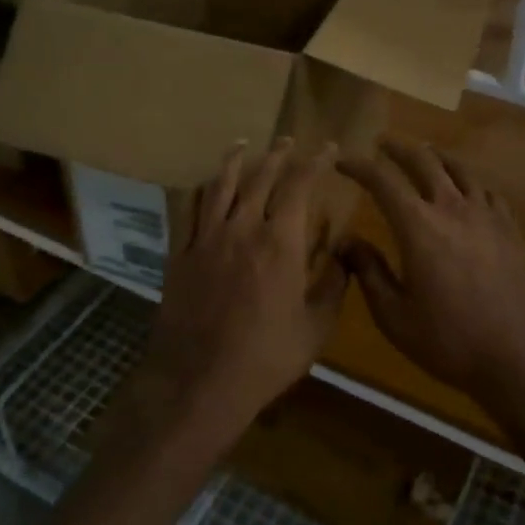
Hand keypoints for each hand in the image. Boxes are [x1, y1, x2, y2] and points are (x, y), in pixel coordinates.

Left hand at [133, 139, 348, 454]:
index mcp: (281, 243)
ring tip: (243, 145)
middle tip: (288, 142)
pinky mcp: (180, 255)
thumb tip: (344, 254)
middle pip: (260, 178)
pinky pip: (188, 211)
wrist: (200, 382)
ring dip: (234, 161)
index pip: (300, 186)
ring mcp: (206, 240)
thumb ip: (334, 285)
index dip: (316, 162)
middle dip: (278, 155)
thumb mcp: (316, 327)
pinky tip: (204, 186)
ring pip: (220, 186)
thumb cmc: (267, 358)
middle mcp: (243, 229)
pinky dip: (200, 191)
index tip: (329, 148)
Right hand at [338, 139, 524, 432]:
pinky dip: (468, 180)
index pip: (383, 181)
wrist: (519, 359)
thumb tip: (347, 241)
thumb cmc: (449, 341)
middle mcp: (453, 209)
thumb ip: (369, 272)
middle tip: (382, 143)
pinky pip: (487, 190)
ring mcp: (487, 216)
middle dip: (399, 148)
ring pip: (460, 169)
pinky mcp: (511, 229)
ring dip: (436, 156)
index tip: (343, 161)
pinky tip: (466, 188)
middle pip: (424, 161)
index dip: (360, 166)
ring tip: (424, 153)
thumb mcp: (394, 316)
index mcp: (419, 227)